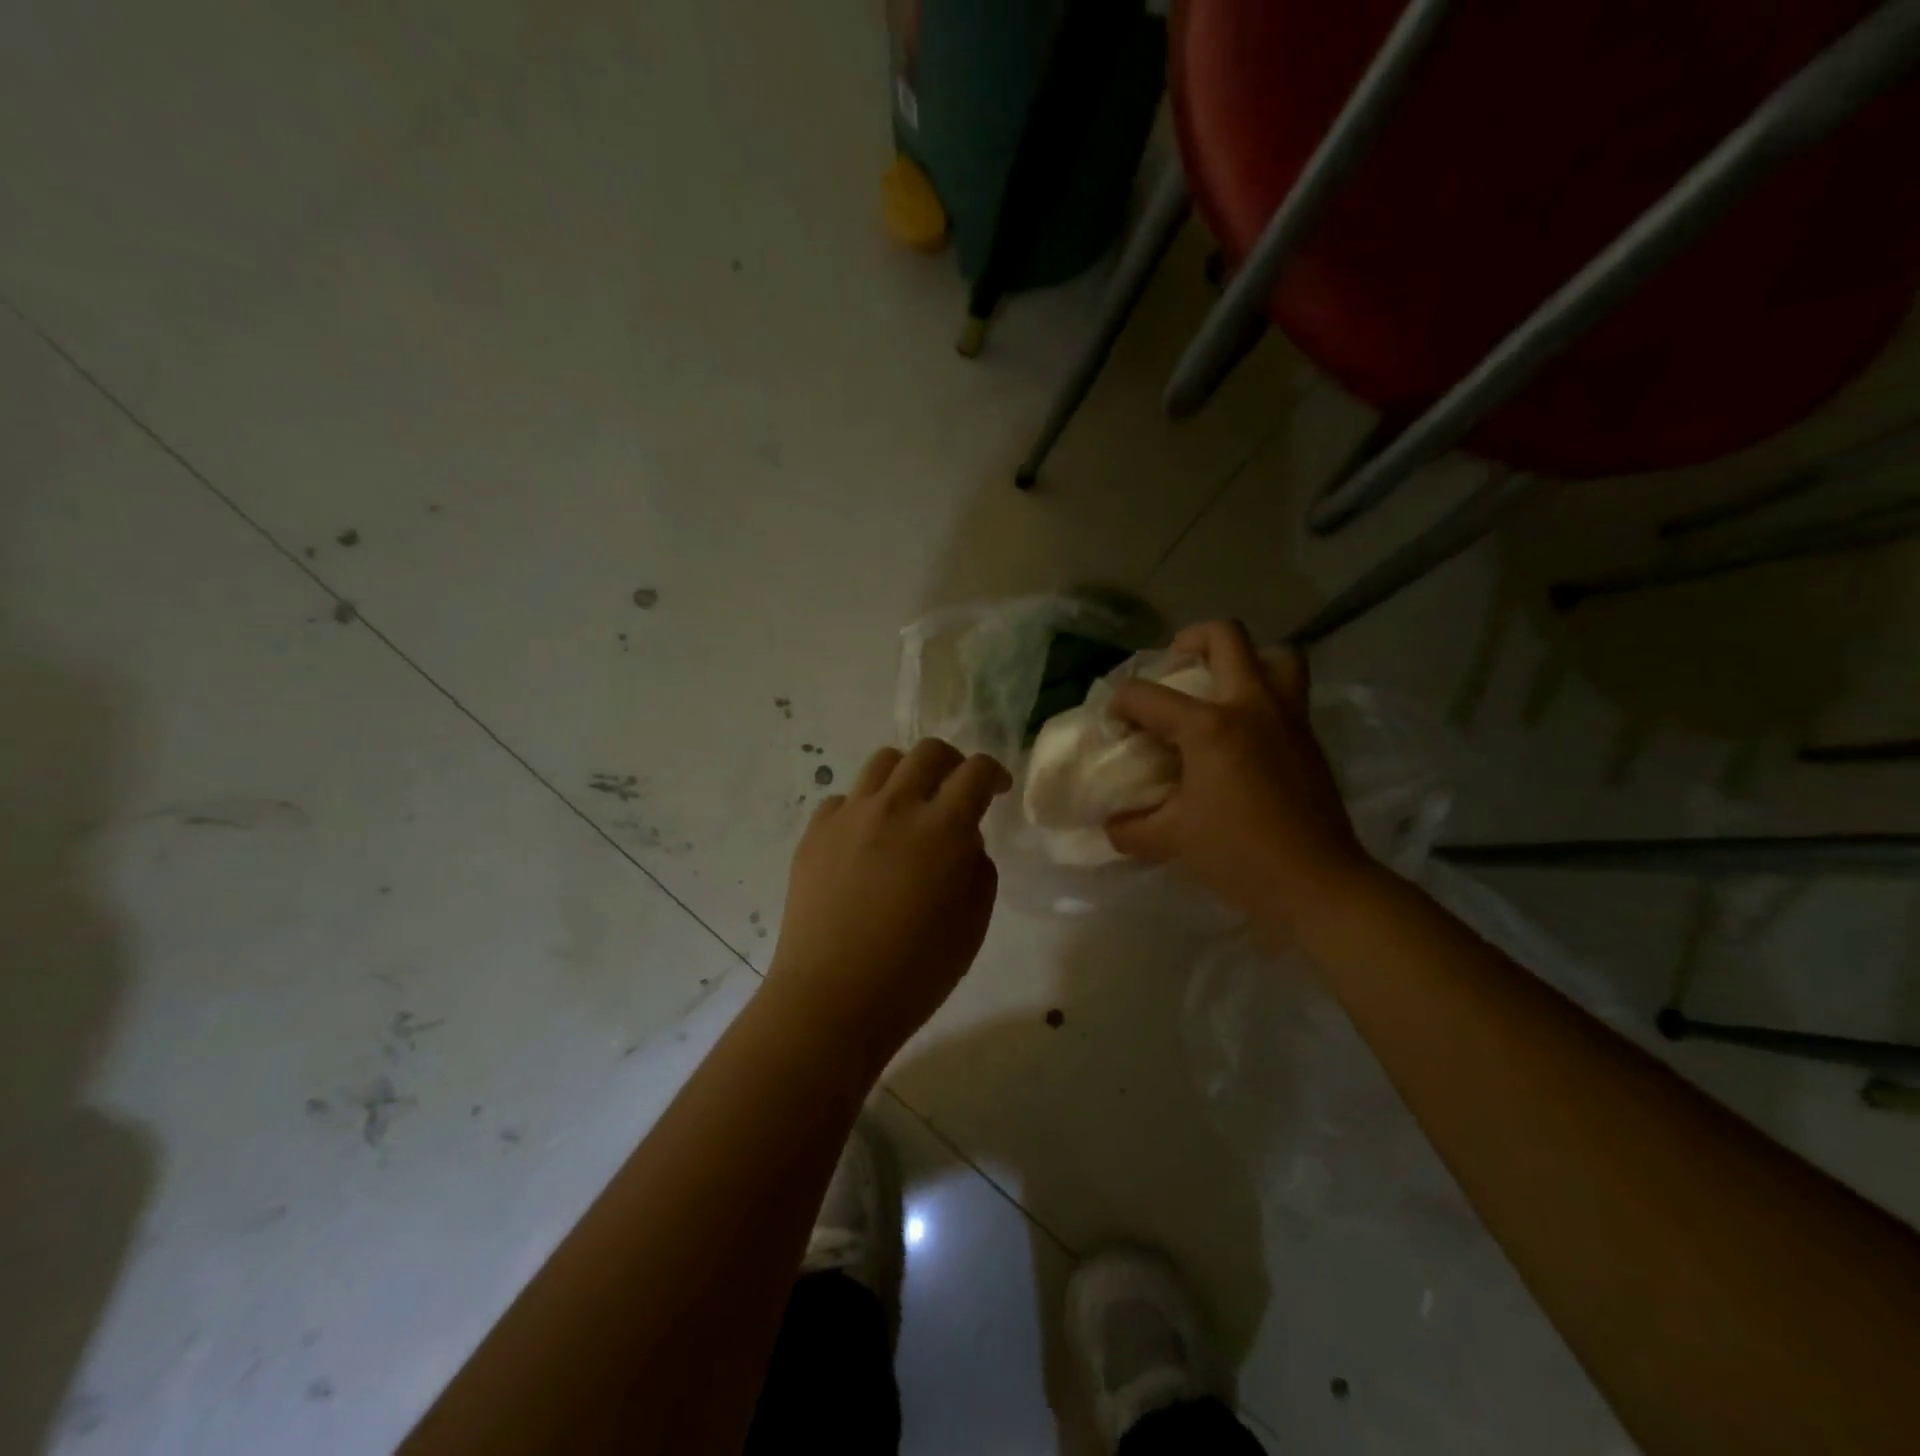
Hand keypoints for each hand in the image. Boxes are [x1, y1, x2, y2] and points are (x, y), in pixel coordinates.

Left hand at [763, 739, 1010, 1065]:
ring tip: (909, 806)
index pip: (976, 772)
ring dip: (907, 774)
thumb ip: (978, 870)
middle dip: (953, 762)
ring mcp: (849, 816)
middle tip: (956, 790)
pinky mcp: (814, 833)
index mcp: (942, 829)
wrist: (830, 999)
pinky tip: (865, 840)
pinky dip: (863, 807)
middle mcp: (895, 807)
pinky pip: (843, 799)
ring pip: (882, 762)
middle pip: (928, 751)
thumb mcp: (972, 926)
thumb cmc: (914, 973)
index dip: (994, 772)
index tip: (998, 789)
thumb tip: (965, 841)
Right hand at [1106, 621, 1374, 919]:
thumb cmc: (1238, 854)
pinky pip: (1290, 691)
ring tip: (1222, 684)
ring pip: (1275, 654)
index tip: (1114, 724)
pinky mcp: (1309, 737)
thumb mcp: (1171, 840)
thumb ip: (1130, 828)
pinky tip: (1245, 730)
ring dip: (1246, 658)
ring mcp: (1288, 717)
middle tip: (1175, 664)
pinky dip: (1265, 693)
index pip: (1146, 696)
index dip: (1120, 704)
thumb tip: (1111, 823)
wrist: (1316, 882)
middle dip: (1190, 639)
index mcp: (1209, 726)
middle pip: (1225, 637)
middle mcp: (1250, 706)